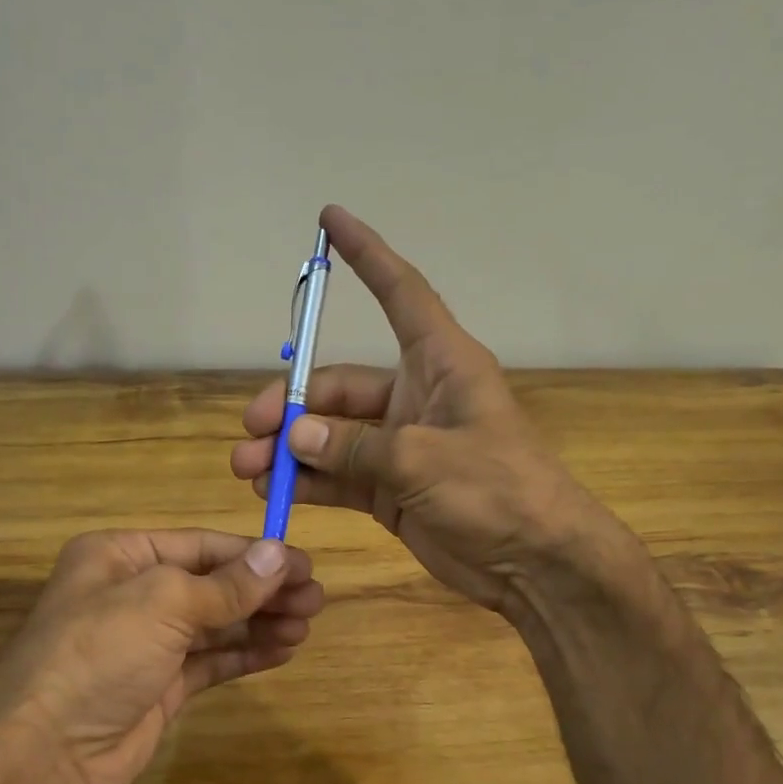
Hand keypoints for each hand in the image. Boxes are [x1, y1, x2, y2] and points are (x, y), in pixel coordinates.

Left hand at [0, 529, 322, 783]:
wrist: (45, 757)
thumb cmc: (97, 655)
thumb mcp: (162, 604)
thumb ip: (227, 584)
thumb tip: (279, 555)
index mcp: (120, 556)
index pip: (200, 545)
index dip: (253, 554)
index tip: (304, 564)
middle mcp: (132, 593)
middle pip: (213, 583)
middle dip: (263, 590)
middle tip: (316, 598)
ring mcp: (147, 643)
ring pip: (216, 623)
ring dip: (261, 621)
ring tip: (307, 624)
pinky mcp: (160, 686)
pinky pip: (211, 660)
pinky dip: (246, 653)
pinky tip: (283, 650)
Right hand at [230, 205, 608, 616]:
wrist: (535, 563)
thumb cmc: (497, 491)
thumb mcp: (424, 461)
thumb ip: (355, 448)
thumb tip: (295, 439)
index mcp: (440, 364)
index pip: (399, 293)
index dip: (366, 255)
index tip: (329, 220)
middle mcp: (415, 396)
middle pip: (340, 386)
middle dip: (292, 407)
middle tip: (252, 432)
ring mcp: (400, 446)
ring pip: (332, 436)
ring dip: (290, 450)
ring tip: (248, 468)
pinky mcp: (390, 488)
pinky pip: (339, 476)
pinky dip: (309, 482)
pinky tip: (275, 491)